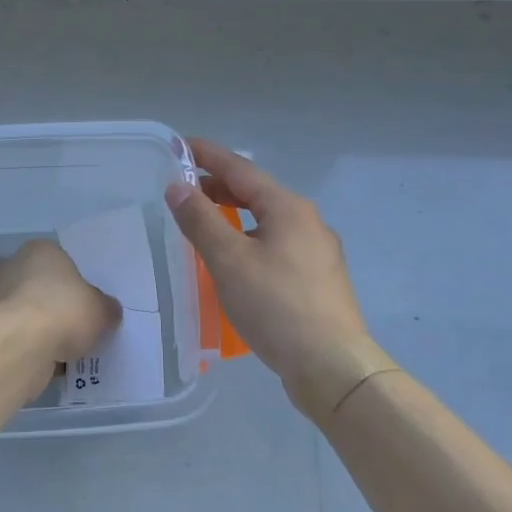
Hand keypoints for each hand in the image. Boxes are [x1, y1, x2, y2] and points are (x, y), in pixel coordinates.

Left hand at [0, 239, 121, 374]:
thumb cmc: (63, 310)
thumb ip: (106, 308)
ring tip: (66, 351)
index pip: (61, 263)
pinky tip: (49, 363)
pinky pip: (18, 338)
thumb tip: (108, 311)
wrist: (19, 345)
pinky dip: (31, 349)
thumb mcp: (101, 309)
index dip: (76, 284)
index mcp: (40, 250)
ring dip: (42, 331)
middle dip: (56, 307)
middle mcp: (12, 267)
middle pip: (41, 287)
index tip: (87, 305)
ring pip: (28, 314)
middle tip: (78, 328)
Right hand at [165, 139, 397, 419]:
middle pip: (256, 192)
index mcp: (288, 207)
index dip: (208, 155)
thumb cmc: (276, 306)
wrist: (333, 367)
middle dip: (218, 186)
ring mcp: (317, 251)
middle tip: (183, 188)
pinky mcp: (317, 279)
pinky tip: (234, 260)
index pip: (240, 168)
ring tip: (203, 222)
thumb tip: (178, 187)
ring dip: (233, 214)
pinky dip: (248, 239)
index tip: (179, 145)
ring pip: (267, 220)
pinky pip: (276, 244)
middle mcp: (307, 221)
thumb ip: (200, 220)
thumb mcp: (228, 260)